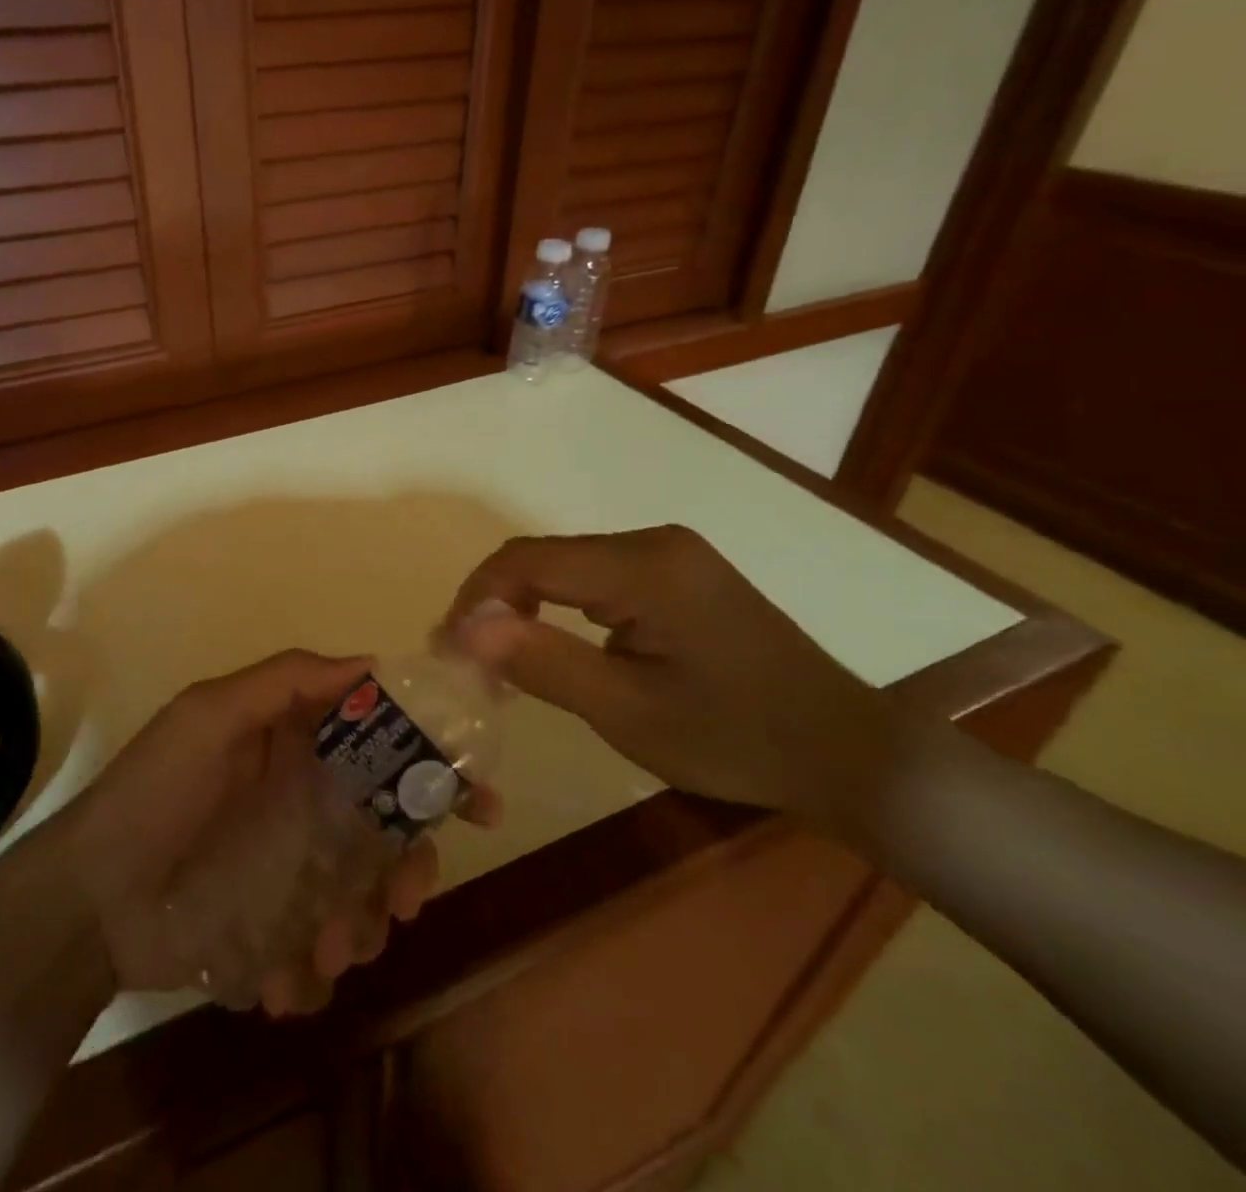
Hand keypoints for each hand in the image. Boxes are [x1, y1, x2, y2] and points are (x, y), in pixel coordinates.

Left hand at [53, 651, 493, 1016]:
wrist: (88, 899)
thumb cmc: (154, 792)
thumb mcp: (210, 716)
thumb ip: (285, 681)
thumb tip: (373, 661)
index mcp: (299, 747)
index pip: (383, 745)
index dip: (434, 769)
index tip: (477, 804)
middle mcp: (307, 803)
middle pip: (389, 829)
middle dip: (410, 866)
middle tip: (404, 900)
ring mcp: (295, 871)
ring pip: (366, 896)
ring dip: (364, 927)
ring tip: (329, 951)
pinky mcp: (277, 931)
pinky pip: (322, 952)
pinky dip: (316, 971)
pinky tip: (284, 981)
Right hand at [445, 527, 909, 829]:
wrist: (848, 752)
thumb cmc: (737, 739)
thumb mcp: (628, 712)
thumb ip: (543, 662)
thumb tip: (464, 627)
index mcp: (642, 566)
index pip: (527, 561)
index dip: (475, 597)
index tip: (447, 649)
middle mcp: (653, 542)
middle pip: (544, 558)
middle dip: (495, 604)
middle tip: (469, 661)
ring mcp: (669, 555)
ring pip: (567, 567)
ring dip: (525, 607)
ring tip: (501, 659)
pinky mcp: (678, 574)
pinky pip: (597, 579)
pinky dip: (561, 609)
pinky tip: (555, 647)